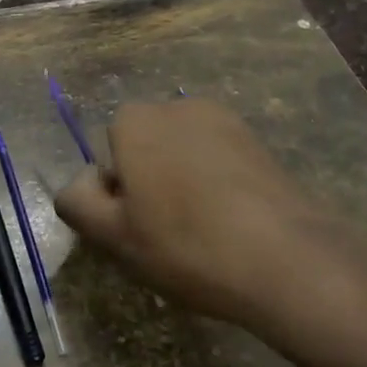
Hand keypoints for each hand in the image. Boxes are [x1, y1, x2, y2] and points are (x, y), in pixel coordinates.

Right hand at [53, 100, 366, 365]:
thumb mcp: (113, 236)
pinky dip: (215, 186)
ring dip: (181, 185)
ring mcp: (222, 120)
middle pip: (143, 150)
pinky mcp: (257, 141)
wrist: (289, 260)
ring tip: (203, 234)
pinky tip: (232, 225)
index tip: (137, 232)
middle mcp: (175, 107)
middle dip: (147, 186)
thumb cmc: (186, 245)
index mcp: (134, 121)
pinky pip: (217, 161)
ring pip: (181, 156)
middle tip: (165, 237)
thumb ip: (77, 203)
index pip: (105, 158)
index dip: (115, 198)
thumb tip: (81, 184)